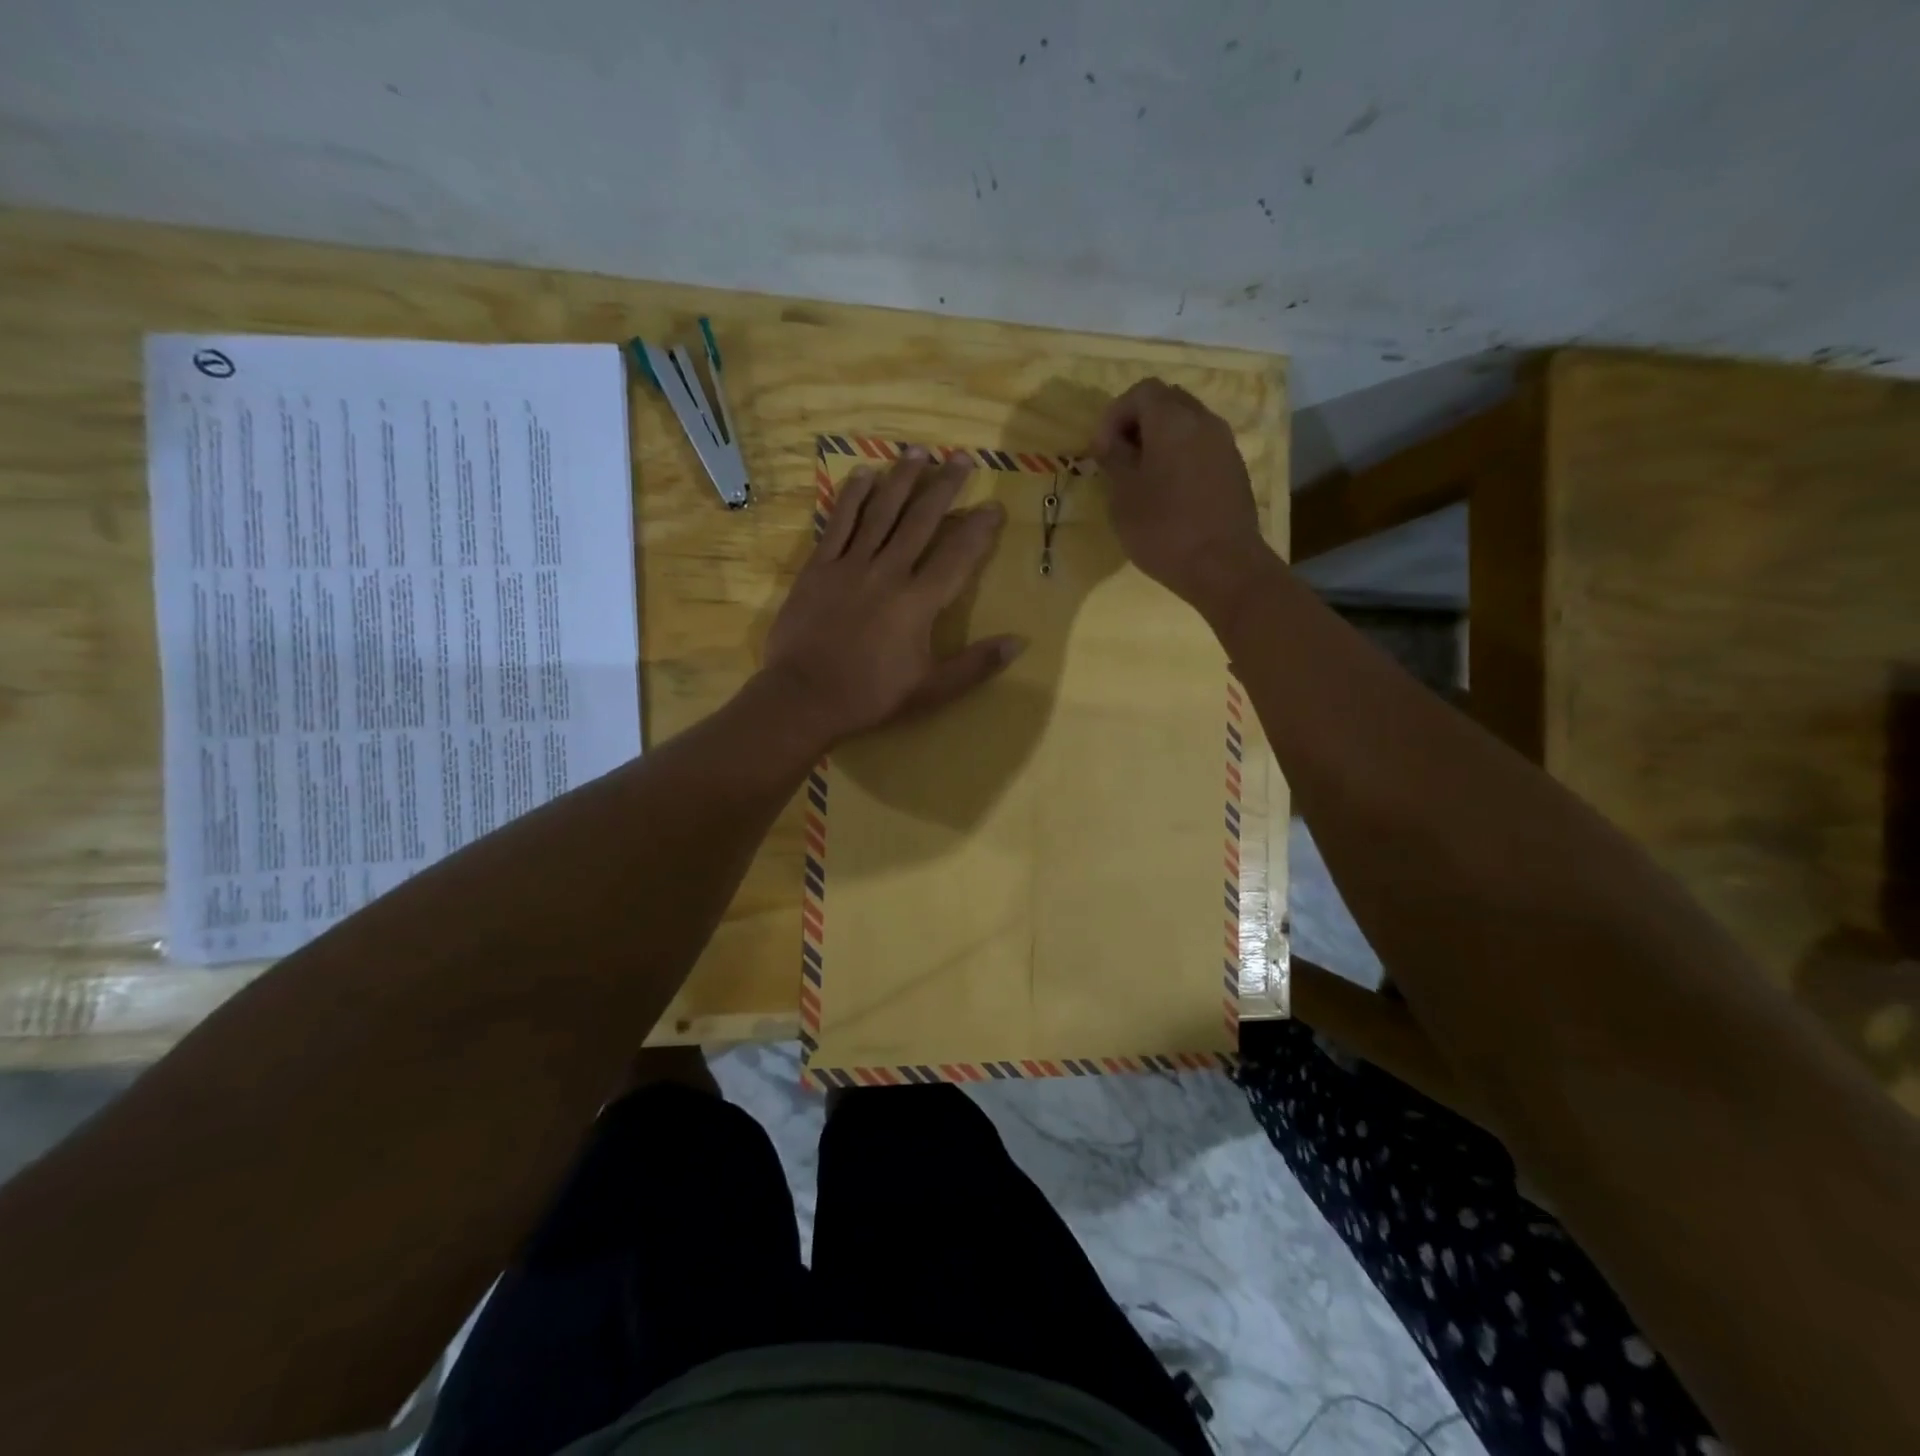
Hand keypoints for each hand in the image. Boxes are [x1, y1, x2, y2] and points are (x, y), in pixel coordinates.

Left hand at [761, 449, 1023, 745]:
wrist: (804, 698)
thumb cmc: (871, 696)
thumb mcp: (932, 690)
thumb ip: (976, 665)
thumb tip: (1019, 642)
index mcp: (919, 602)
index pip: (957, 555)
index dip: (978, 528)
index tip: (994, 506)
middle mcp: (888, 572)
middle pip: (920, 520)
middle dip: (944, 487)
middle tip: (961, 457)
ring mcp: (850, 565)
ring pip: (880, 512)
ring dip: (901, 479)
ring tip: (918, 450)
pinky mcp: (818, 568)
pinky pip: (838, 523)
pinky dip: (852, 497)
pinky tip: (864, 474)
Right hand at [1092, 378, 1271, 619]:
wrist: (1224, 566)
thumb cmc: (1164, 529)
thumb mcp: (1123, 496)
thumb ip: (1115, 459)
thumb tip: (1111, 442)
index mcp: (1173, 420)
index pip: (1140, 392)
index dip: (1114, 415)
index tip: (1101, 451)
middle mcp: (1204, 421)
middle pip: (1167, 402)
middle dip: (1138, 424)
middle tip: (1119, 459)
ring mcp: (1224, 445)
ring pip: (1186, 425)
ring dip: (1160, 442)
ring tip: (1142, 478)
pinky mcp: (1234, 470)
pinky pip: (1201, 448)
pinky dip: (1180, 457)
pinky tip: (1168, 493)